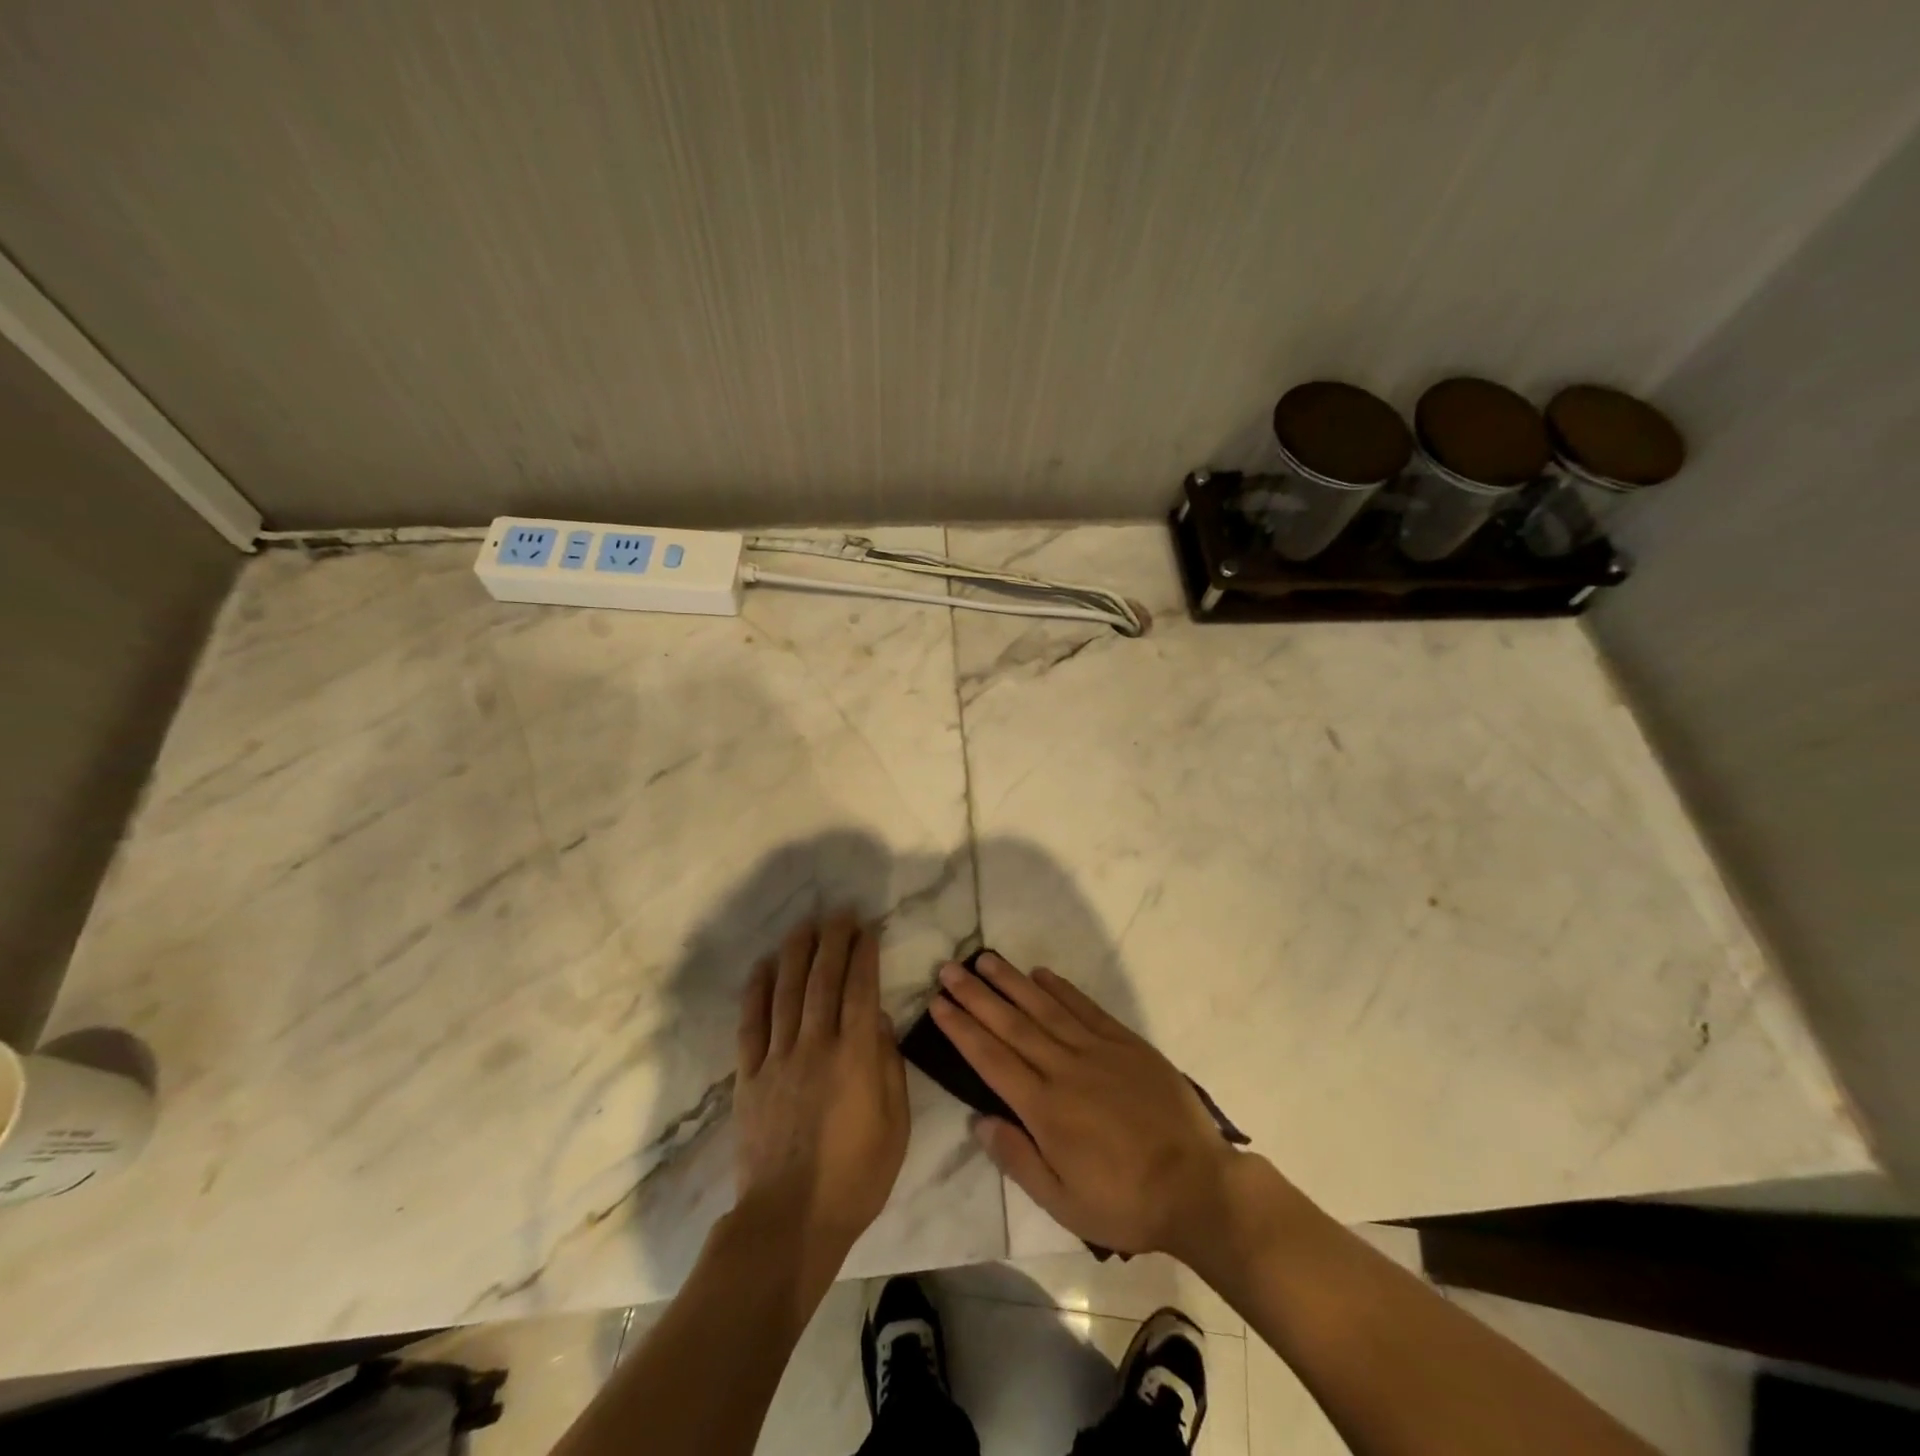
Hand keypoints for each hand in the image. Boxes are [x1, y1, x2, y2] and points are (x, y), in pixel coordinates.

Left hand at [733, 912, 910, 1283]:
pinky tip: (762, 967)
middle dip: (832, 942)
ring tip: (803, 926)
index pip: (861, 990)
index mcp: (856, 1057)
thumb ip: (889, 1066)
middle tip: (839, 913)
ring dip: (795, 954)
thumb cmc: (856, 1176)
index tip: (866, 929)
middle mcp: (816, 1046)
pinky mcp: (749, 1078)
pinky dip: (755, 992)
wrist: (790, 1221)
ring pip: (786, 993)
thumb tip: (880, 1019)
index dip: (864, 955)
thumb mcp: (896, 1125)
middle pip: (823, 981)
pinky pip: (750, 1025)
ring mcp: (778, 1060)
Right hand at [930, 952, 1239, 1262]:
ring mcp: (1097, 1051)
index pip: (991, 1060)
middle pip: (1011, 1025)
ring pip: (1044, 1008)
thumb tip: (978, 1121)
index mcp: (1045, 1109)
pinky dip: (1061, 988)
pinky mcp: (1126, 1043)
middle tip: (948, 969)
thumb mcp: (1063, 1202)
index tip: (938, 1004)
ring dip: (1011, 982)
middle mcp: (1064, 1069)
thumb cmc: (1125, 1201)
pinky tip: (1040, 973)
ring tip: (985, 959)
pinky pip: (1086, 1008)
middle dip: (976, 996)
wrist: (1197, 1186)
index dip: (962, 1030)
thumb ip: (1018, 1159)